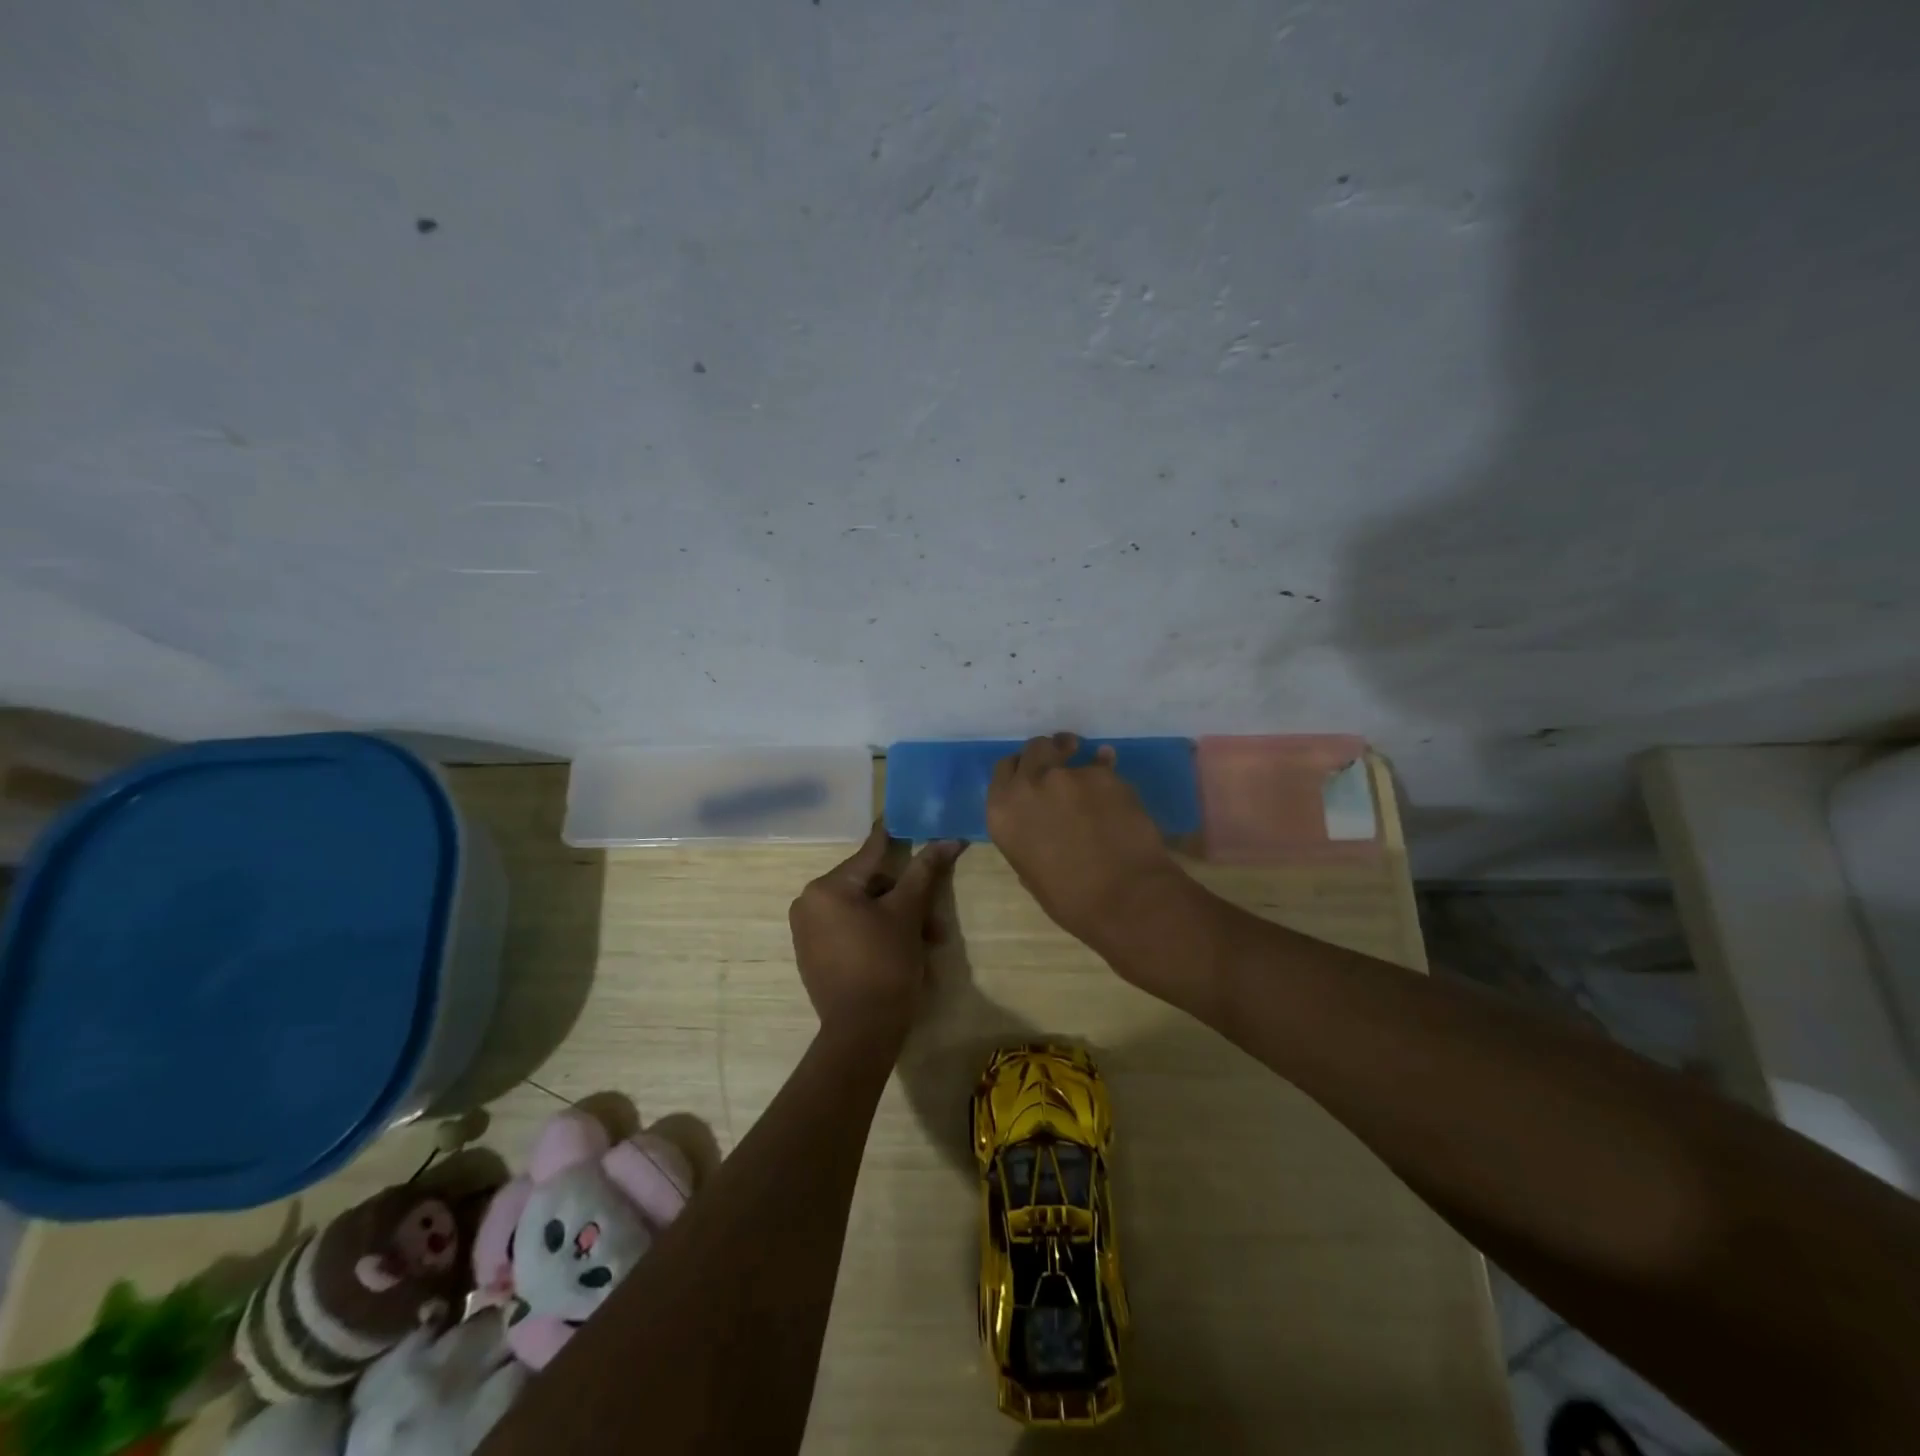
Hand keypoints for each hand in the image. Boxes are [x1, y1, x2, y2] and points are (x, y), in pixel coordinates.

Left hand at [789, 822, 964, 1037]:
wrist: (862, 1033)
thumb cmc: (885, 964)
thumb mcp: (908, 913)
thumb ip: (924, 871)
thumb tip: (948, 839)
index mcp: (826, 887)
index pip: (870, 853)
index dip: (896, 837)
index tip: (907, 819)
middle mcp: (809, 904)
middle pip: (870, 886)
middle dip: (906, 900)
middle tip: (935, 922)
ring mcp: (808, 932)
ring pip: (864, 910)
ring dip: (898, 920)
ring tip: (928, 943)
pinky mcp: (814, 956)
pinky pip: (851, 930)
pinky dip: (878, 934)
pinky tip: (904, 951)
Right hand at [985, 733, 1187, 954]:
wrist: (1124, 898)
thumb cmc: (1071, 901)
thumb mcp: (1031, 873)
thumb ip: (1027, 841)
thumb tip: (1039, 833)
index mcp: (1002, 813)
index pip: (1004, 770)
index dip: (1020, 769)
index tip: (1032, 774)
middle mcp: (1028, 785)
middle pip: (1033, 749)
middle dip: (1046, 752)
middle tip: (1060, 759)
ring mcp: (1066, 776)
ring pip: (1067, 750)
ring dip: (1075, 756)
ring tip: (1090, 765)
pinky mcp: (1103, 775)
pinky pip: (1102, 764)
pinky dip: (1106, 772)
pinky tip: (1116, 788)